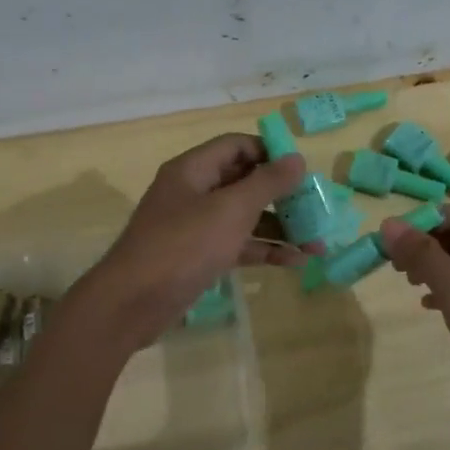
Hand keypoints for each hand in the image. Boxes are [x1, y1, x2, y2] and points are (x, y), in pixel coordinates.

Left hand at [72, 134, 311, 350]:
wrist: (132, 303)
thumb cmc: (183, 246)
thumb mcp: (230, 210)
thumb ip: (266, 183)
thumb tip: (297, 158)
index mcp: (193, 169)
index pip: (237, 146)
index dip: (271, 153)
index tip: (303, 171)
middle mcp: (193, 192)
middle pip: (244, 182)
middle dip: (282, 196)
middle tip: (317, 209)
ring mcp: (195, 226)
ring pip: (244, 217)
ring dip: (279, 228)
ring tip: (317, 244)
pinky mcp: (198, 257)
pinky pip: (237, 245)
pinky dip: (263, 250)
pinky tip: (295, 262)